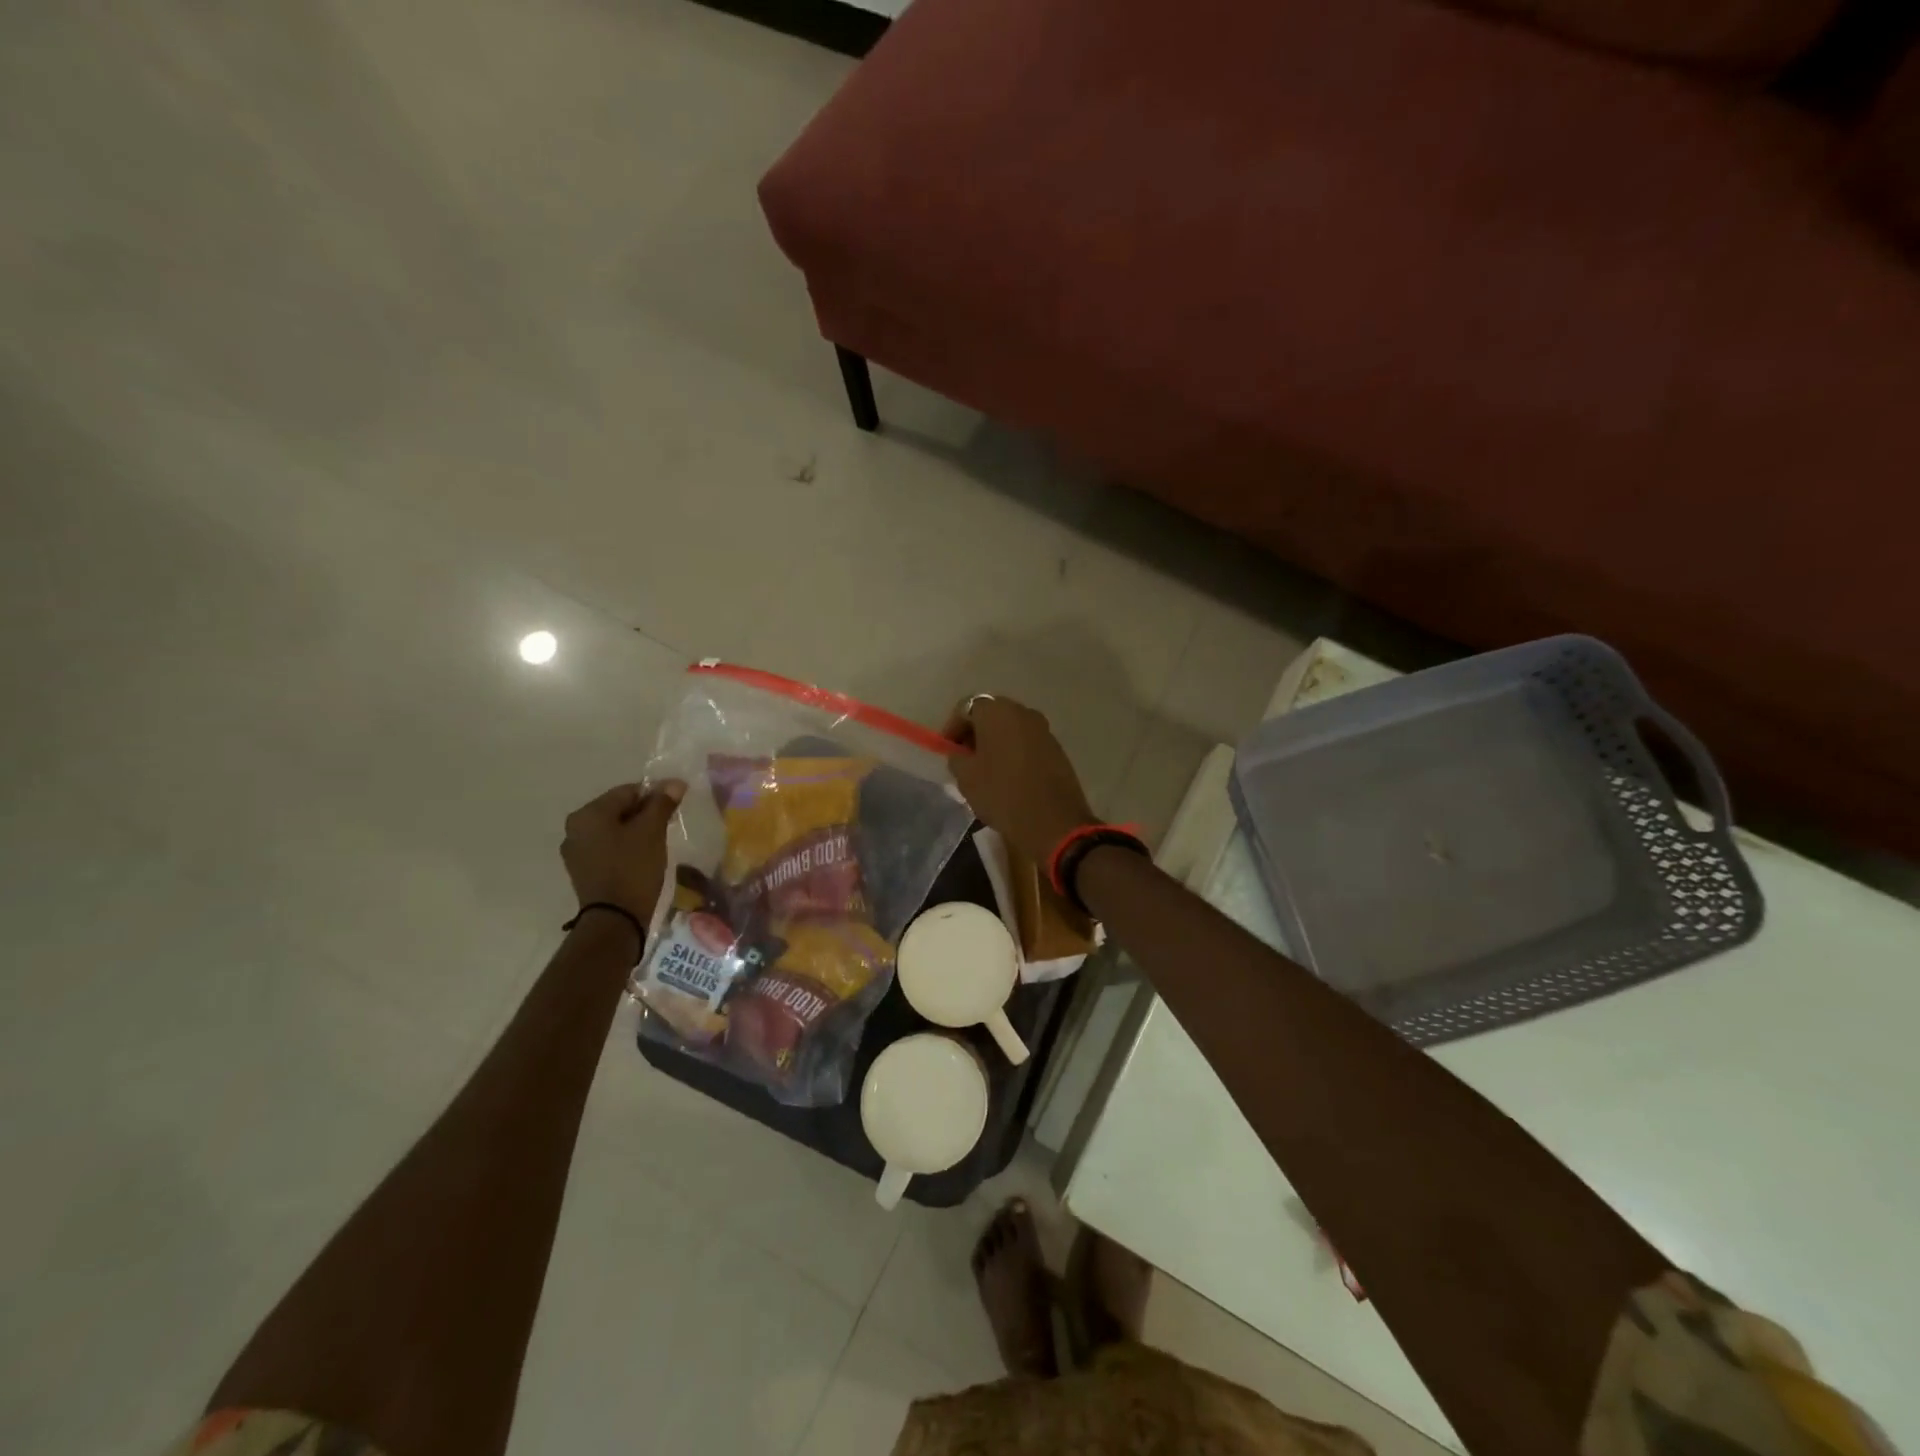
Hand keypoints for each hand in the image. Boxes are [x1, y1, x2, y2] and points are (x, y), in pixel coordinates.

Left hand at [560, 780, 685, 922]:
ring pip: (613, 829)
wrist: (615, 920)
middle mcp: (575, 828)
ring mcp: (576, 852)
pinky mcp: (583, 871)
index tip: (676, 806)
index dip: (655, 795)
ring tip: (658, 843)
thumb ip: (662, 803)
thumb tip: (675, 782)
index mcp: (588, 814)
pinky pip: (608, 848)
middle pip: (618, 809)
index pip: (628, 791)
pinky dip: (625, 847)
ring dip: (636, 831)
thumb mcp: (652, 831)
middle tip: (669, 825)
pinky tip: (642, 858)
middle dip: (645, 814)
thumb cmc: (633, 868)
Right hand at [945, 696, 1096, 864]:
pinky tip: (1010, 776)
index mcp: (997, 711)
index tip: (947, 750)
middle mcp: (1023, 712)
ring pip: (1011, 729)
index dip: (952, 727)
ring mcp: (1044, 729)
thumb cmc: (1002, 793)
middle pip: (991, 714)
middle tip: (965, 758)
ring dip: (996, 743)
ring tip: (986, 770)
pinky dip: (1015, 752)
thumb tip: (960, 753)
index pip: (965, 707)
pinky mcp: (1057, 748)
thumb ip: (957, 757)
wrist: (1053, 821)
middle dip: (975, 733)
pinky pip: (1028, 743)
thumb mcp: (966, 777)